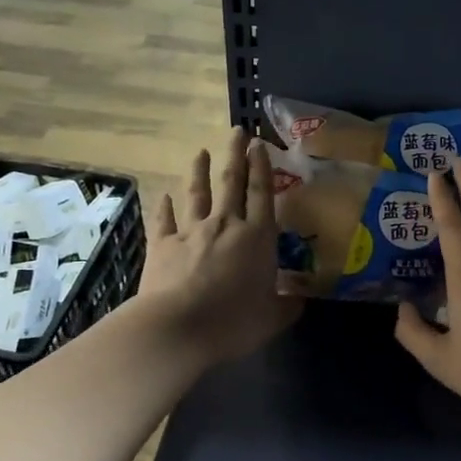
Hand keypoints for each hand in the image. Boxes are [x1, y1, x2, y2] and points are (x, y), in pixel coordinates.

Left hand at [138, 130, 301, 367]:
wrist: (177, 328)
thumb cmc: (232, 322)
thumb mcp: (271, 319)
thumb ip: (286, 306)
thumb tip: (298, 301)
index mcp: (257, 237)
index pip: (262, 193)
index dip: (262, 167)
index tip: (259, 145)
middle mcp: (225, 225)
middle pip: (231, 183)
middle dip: (235, 155)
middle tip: (237, 132)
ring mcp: (191, 232)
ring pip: (197, 194)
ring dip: (199, 171)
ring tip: (200, 152)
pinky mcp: (162, 245)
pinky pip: (164, 219)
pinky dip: (165, 206)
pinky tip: (165, 195)